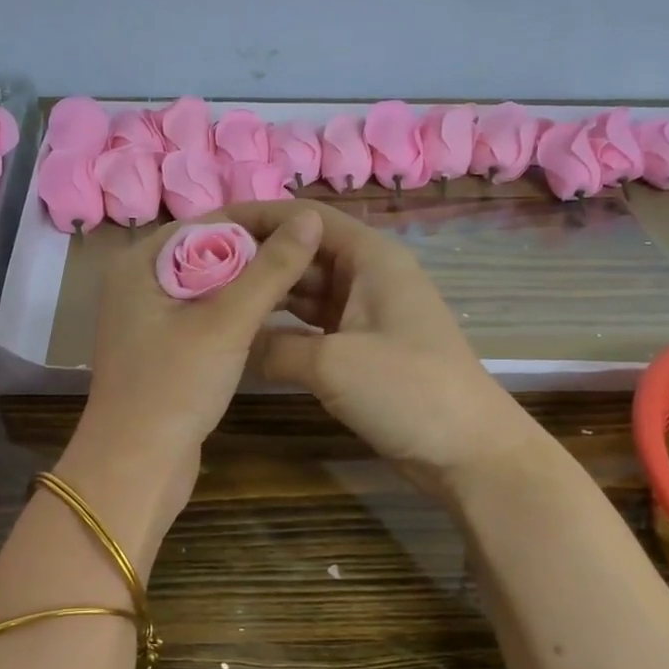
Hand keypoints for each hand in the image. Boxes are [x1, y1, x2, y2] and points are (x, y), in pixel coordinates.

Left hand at [72, 206, 325, 522]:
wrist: (136, 468)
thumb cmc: (174, 386)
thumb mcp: (226, 322)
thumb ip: (270, 269)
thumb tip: (311, 218)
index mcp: (141, 262)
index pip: (208, 221)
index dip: (260, 219)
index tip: (309, 224)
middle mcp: (141, 281)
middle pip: (211, 250)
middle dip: (262, 251)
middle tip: (316, 253)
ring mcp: (151, 317)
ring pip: (213, 284)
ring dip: (255, 282)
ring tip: (308, 280)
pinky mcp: (166, 347)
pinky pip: (209, 314)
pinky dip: (240, 311)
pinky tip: (279, 314)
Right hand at [231, 200, 539, 497]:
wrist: (468, 451)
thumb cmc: (406, 390)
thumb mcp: (331, 363)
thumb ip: (273, 346)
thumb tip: (234, 343)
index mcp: (370, 257)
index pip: (306, 217)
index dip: (258, 216)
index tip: (209, 229)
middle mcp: (368, 274)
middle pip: (304, 252)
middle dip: (257, 258)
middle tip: (199, 272)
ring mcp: (366, 312)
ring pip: (306, 290)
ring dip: (268, 293)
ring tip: (216, 298)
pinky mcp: (363, 346)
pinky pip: (314, 324)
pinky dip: (284, 327)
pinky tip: (249, 334)